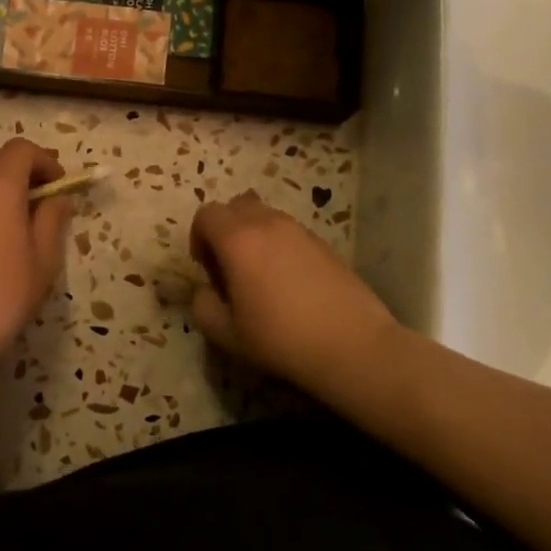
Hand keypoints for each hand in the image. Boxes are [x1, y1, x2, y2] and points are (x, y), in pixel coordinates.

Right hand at [189, 191, 402, 401]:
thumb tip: (205, 291)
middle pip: (236, 205)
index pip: (206, 214)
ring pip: (266, 216)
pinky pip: (291, 232)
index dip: (198, 237)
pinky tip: (290, 282)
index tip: (206, 268)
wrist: (352, 344)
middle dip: (225, 228)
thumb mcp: (227, 334)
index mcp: (238, 240)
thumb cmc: (281, 338)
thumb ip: (203, 307)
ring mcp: (300, 231)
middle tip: (229, 265)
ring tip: (260, 275)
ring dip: (253, 235)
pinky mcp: (325, 243)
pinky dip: (280, 245)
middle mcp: (268, 224)